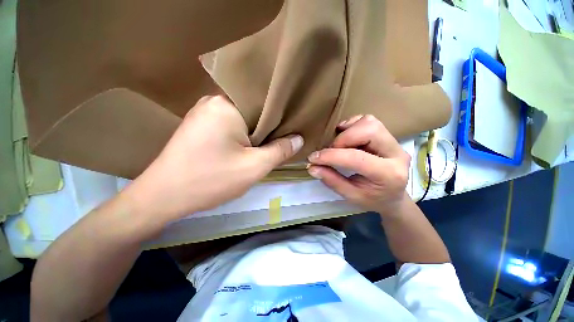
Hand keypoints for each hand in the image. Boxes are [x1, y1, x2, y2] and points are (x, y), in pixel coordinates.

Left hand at [124, 95, 303, 220]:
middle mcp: (214, 101)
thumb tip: (299, 139)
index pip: (264, 104)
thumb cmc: (211, 180)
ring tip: (268, 145)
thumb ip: (280, 150)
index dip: (281, 117)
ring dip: (256, 134)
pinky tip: (248, 147)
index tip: (292, 128)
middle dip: (269, 127)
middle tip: (283, 140)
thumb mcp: (254, 167)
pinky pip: (231, 126)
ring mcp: (204, 113)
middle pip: (253, 112)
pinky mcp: (200, 127)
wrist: (163, 197)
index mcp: (227, 104)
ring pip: (243, 120)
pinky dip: (243, 136)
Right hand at [307, 115, 410, 216]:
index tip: (313, 158)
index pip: (356, 157)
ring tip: (338, 145)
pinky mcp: (389, 136)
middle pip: (368, 130)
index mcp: (388, 175)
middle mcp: (397, 154)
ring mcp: (395, 142)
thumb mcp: (351, 196)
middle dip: (342, 139)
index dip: (331, 155)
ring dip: (348, 131)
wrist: (393, 197)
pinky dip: (352, 126)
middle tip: (331, 151)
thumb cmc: (373, 200)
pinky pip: (369, 121)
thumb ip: (332, 180)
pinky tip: (346, 137)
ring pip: (369, 122)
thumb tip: (312, 167)